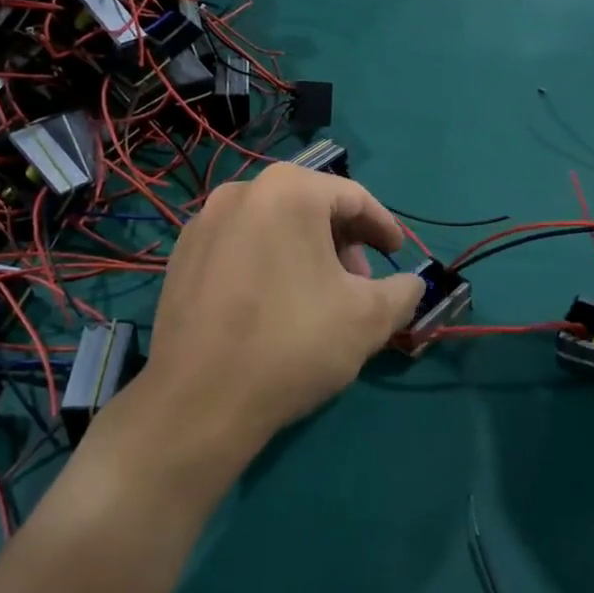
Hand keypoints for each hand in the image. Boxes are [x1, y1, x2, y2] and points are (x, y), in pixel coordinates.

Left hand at [141, 164, 425, 467]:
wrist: (198, 402)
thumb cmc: (292, 344)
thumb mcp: (368, 318)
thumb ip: (402, 291)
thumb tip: (412, 285)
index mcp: (289, 190)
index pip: (354, 197)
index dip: (382, 226)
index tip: (397, 253)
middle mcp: (242, 190)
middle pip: (311, 206)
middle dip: (343, 242)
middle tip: (359, 284)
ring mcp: (204, 222)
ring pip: (274, 225)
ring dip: (306, 252)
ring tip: (318, 298)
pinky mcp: (181, 255)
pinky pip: (241, 245)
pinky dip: (268, 262)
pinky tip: (274, 305)